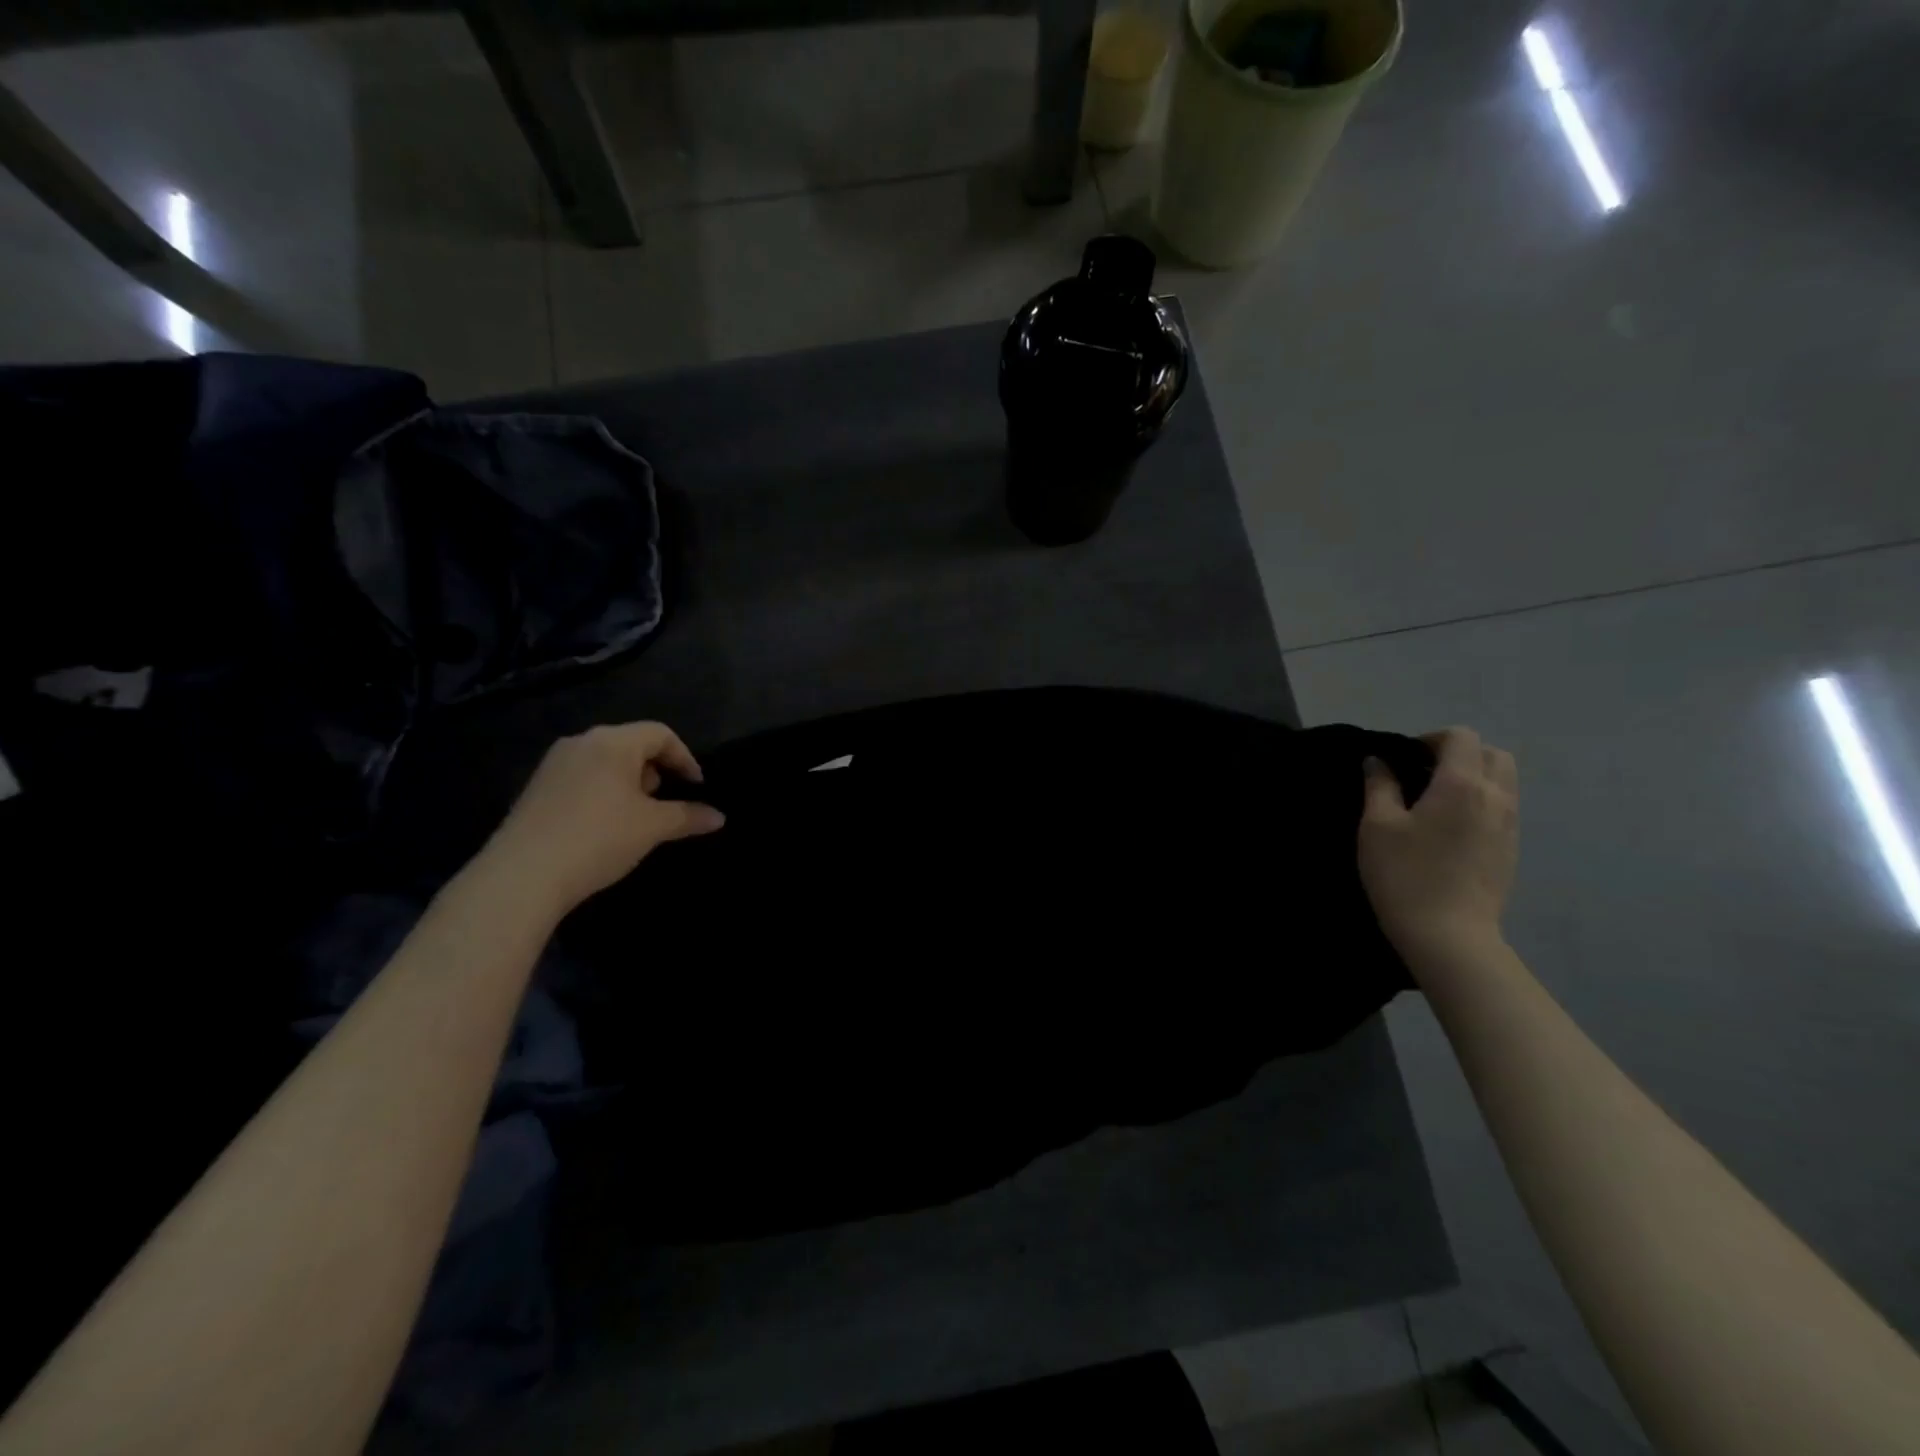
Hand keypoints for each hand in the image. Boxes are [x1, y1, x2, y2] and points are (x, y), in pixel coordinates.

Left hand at [480, 722, 724, 919]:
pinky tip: (604, 826)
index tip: (696, 787)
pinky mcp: (536, 788)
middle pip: (631, 744)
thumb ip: (688, 816)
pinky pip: (582, 777)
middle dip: (655, 770)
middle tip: (665, 802)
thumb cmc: (599, 838)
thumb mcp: (652, 827)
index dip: (685, 758)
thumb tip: (719, 816)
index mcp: (612, 742)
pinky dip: (603, 792)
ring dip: (628, 782)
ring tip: (636, 816)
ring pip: (605, 761)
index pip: (660, 734)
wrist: (522, 875)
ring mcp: (553, 764)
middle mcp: (581, 742)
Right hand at [1358, 727, 1517, 974]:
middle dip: (1460, 753)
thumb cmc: (1405, 874)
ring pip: (1503, 781)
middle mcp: (1495, 797)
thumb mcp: (1377, 826)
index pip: (1461, 737)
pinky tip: (1450, 828)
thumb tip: (1378, 762)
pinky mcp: (1511, 849)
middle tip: (1423, 773)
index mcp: (1461, 784)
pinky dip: (1481, 802)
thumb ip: (1379, 786)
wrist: (1448, 935)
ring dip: (1474, 777)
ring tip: (1436, 800)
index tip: (1403, 759)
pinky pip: (1503, 807)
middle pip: (1492, 754)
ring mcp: (1510, 825)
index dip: (1431, 739)